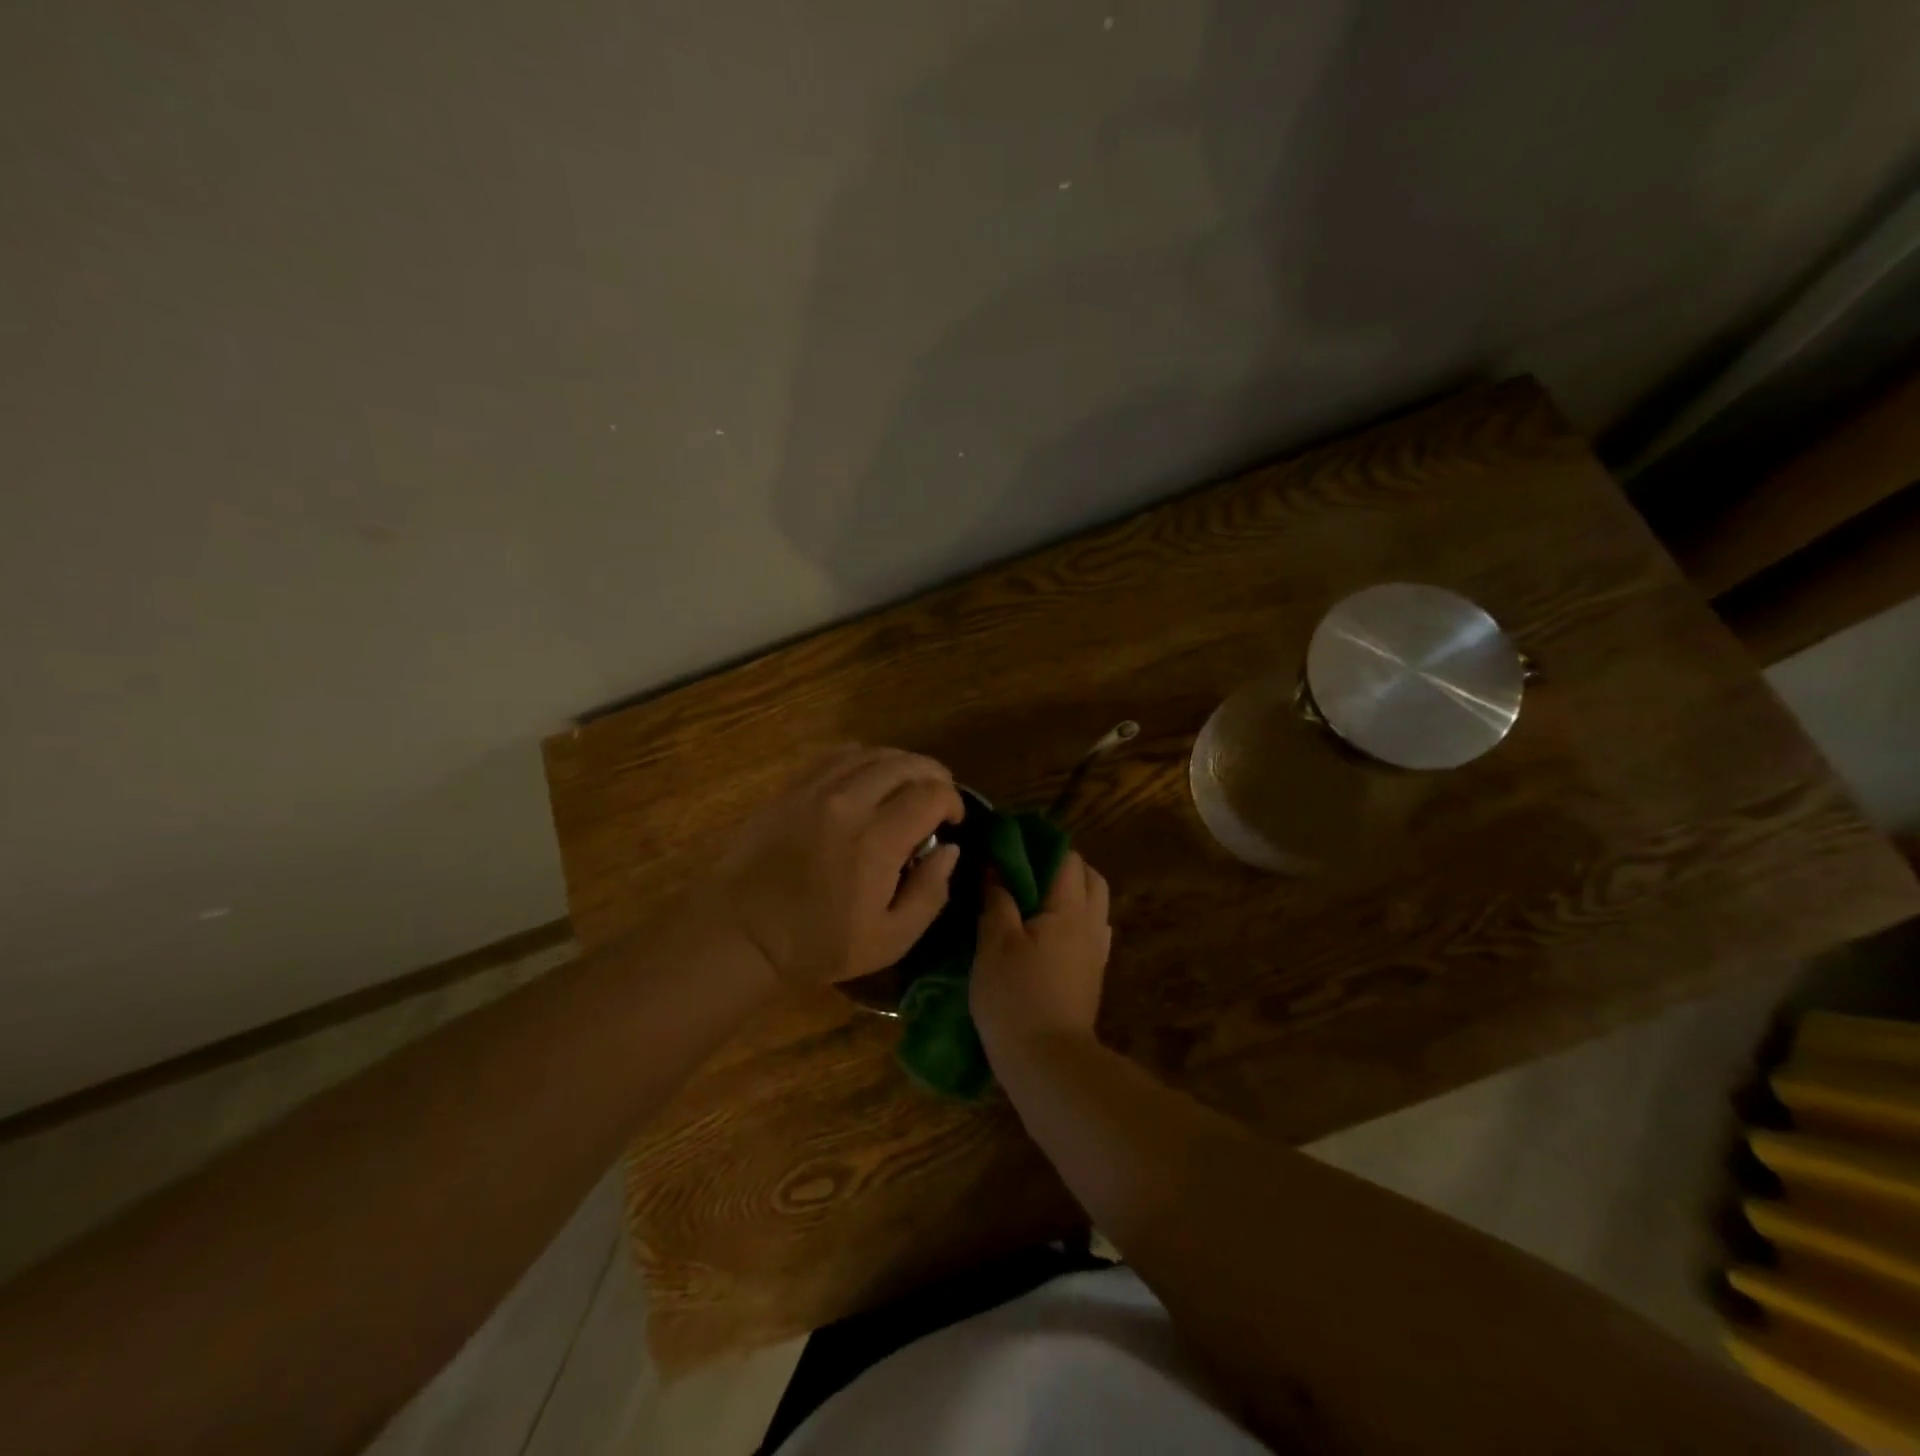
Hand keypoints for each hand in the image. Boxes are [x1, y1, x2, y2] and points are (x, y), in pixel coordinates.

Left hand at [700, 745, 963, 988]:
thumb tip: (950, 850)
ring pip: (872, 752)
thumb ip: (930, 893)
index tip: (952, 821)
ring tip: (908, 784)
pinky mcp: (791, 788)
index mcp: (876, 841)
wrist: (742, 933)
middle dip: (933, 775)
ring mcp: (815, 790)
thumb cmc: (818, 945)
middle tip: (938, 798)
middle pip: (906, 763)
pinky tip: (868, 777)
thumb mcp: (890, 940)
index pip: (931, 794)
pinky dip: (863, 758)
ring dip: (901, 763)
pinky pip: (837, 755)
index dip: (953, 802)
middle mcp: (848, 803)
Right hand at [971, 850, 1111, 1062]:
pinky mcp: (1092, 976)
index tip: (1009, 845)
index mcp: (1069, 909)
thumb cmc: (1015, 997)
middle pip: (1089, 878)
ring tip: (1033, 900)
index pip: (1066, 858)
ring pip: (1094, 905)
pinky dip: (1072, 920)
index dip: (1039, 845)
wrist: (1048, 1063)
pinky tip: (1044, 933)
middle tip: (1024, 871)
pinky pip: (1090, 931)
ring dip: (1070, 893)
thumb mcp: (994, 943)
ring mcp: (1096, 952)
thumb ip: (997, 900)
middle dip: (1062, 866)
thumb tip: (997, 868)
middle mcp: (1091, 924)